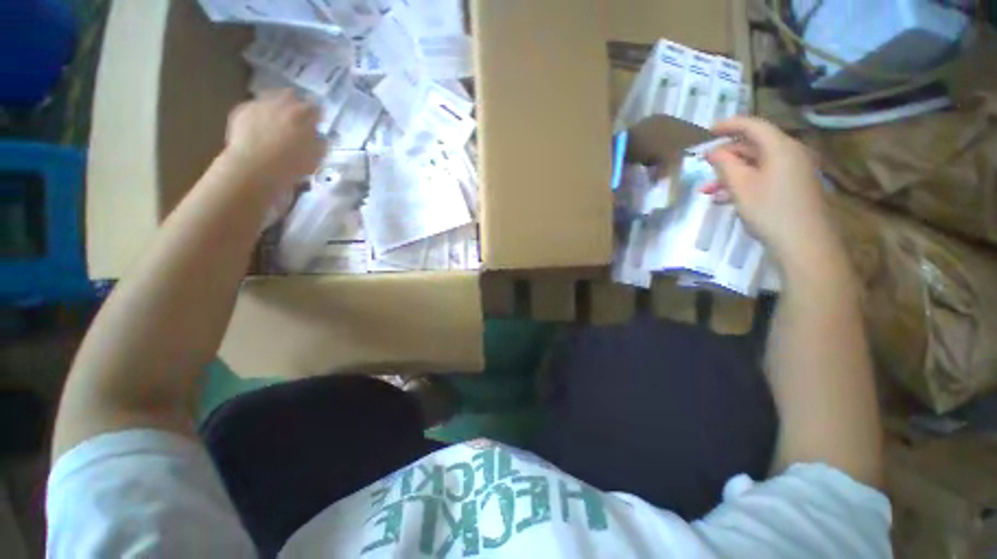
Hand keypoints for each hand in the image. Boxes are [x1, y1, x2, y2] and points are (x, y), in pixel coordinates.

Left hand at [223, 90, 326, 188]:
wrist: (253, 167)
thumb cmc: (290, 165)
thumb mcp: (314, 159)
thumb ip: (320, 144)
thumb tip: (321, 137)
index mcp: (304, 115)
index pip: (316, 108)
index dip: (317, 115)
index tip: (316, 122)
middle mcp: (282, 104)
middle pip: (291, 95)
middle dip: (294, 103)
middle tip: (295, 118)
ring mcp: (261, 104)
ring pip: (270, 97)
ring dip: (275, 106)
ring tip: (275, 120)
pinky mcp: (242, 110)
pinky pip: (254, 107)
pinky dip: (258, 114)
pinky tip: (258, 126)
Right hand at [704, 116, 839, 268]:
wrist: (804, 243)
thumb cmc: (770, 210)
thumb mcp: (740, 186)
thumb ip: (725, 165)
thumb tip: (714, 152)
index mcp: (780, 147)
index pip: (752, 126)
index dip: (729, 125)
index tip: (707, 130)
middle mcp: (790, 153)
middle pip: (753, 146)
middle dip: (725, 157)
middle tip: (703, 167)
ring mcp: (793, 170)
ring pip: (756, 164)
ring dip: (730, 175)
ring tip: (708, 191)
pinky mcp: (793, 186)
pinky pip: (764, 176)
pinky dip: (744, 184)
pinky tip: (725, 199)